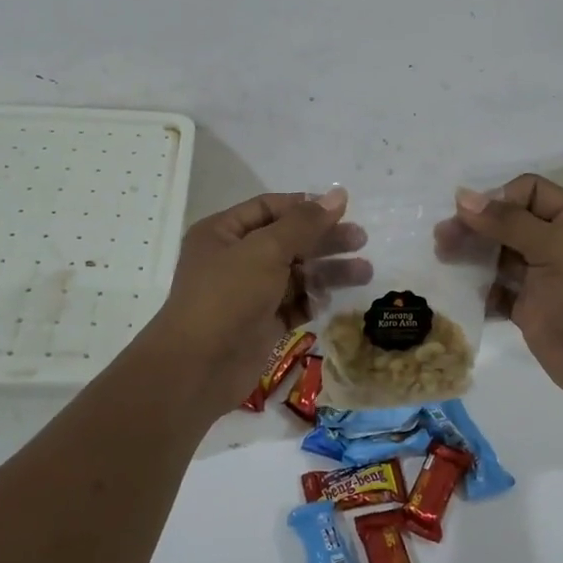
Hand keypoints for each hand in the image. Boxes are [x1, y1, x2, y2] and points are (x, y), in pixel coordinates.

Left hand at [146, 189, 361, 411]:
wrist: (198, 368)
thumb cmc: (228, 296)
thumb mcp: (266, 250)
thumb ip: (305, 223)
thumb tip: (338, 194)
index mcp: (223, 232)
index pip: (269, 208)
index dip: (305, 206)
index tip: (343, 209)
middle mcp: (234, 259)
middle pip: (287, 240)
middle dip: (323, 240)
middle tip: (360, 240)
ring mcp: (247, 293)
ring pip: (294, 274)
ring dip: (327, 272)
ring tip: (365, 272)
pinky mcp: (260, 324)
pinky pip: (292, 305)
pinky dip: (312, 300)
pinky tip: (333, 300)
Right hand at [451, 174, 562, 412]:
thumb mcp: (558, 249)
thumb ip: (509, 223)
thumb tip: (463, 196)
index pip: (529, 192)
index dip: (498, 199)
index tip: (470, 217)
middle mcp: (559, 244)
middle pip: (507, 222)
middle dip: (475, 227)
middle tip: (442, 239)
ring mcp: (543, 279)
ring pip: (498, 255)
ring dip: (471, 255)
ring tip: (443, 259)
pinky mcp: (530, 310)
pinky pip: (497, 290)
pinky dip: (477, 288)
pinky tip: (458, 290)